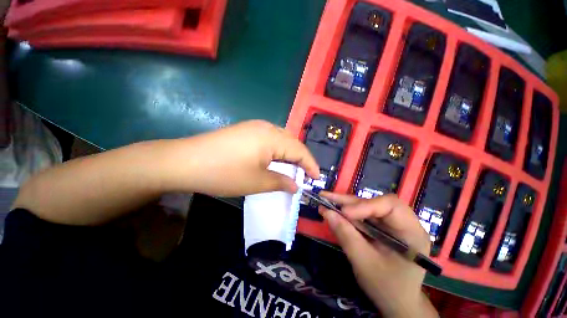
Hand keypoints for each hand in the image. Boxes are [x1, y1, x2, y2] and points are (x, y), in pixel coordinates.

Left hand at [162, 120, 319, 196]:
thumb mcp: (257, 182)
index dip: (310, 165)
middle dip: (301, 159)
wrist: (185, 162)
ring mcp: (254, 126)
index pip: (300, 150)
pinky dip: (277, 150)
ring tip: (291, 169)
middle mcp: (266, 127)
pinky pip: (269, 139)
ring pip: (281, 139)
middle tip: (304, 175)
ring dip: (289, 154)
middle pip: (292, 143)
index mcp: (272, 137)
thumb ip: (281, 182)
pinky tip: (274, 160)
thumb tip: (296, 186)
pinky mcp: (245, 130)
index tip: (317, 178)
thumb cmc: (224, 173)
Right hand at [319, 193, 437, 317]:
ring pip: (366, 206)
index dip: (365, 205)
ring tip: (325, 199)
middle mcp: (404, 222)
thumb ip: (346, 235)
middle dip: (349, 201)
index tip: (344, 212)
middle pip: (375, 202)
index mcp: (411, 232)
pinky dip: (346, 212)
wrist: (397, 302)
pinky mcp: (381, 226)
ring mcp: (391, 223)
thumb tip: (326, 212)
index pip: (390, 206)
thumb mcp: (364, 263)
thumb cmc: (386, 287)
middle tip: (326, 196)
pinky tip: (333, 209)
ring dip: (344, 203)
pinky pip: (362, 214)